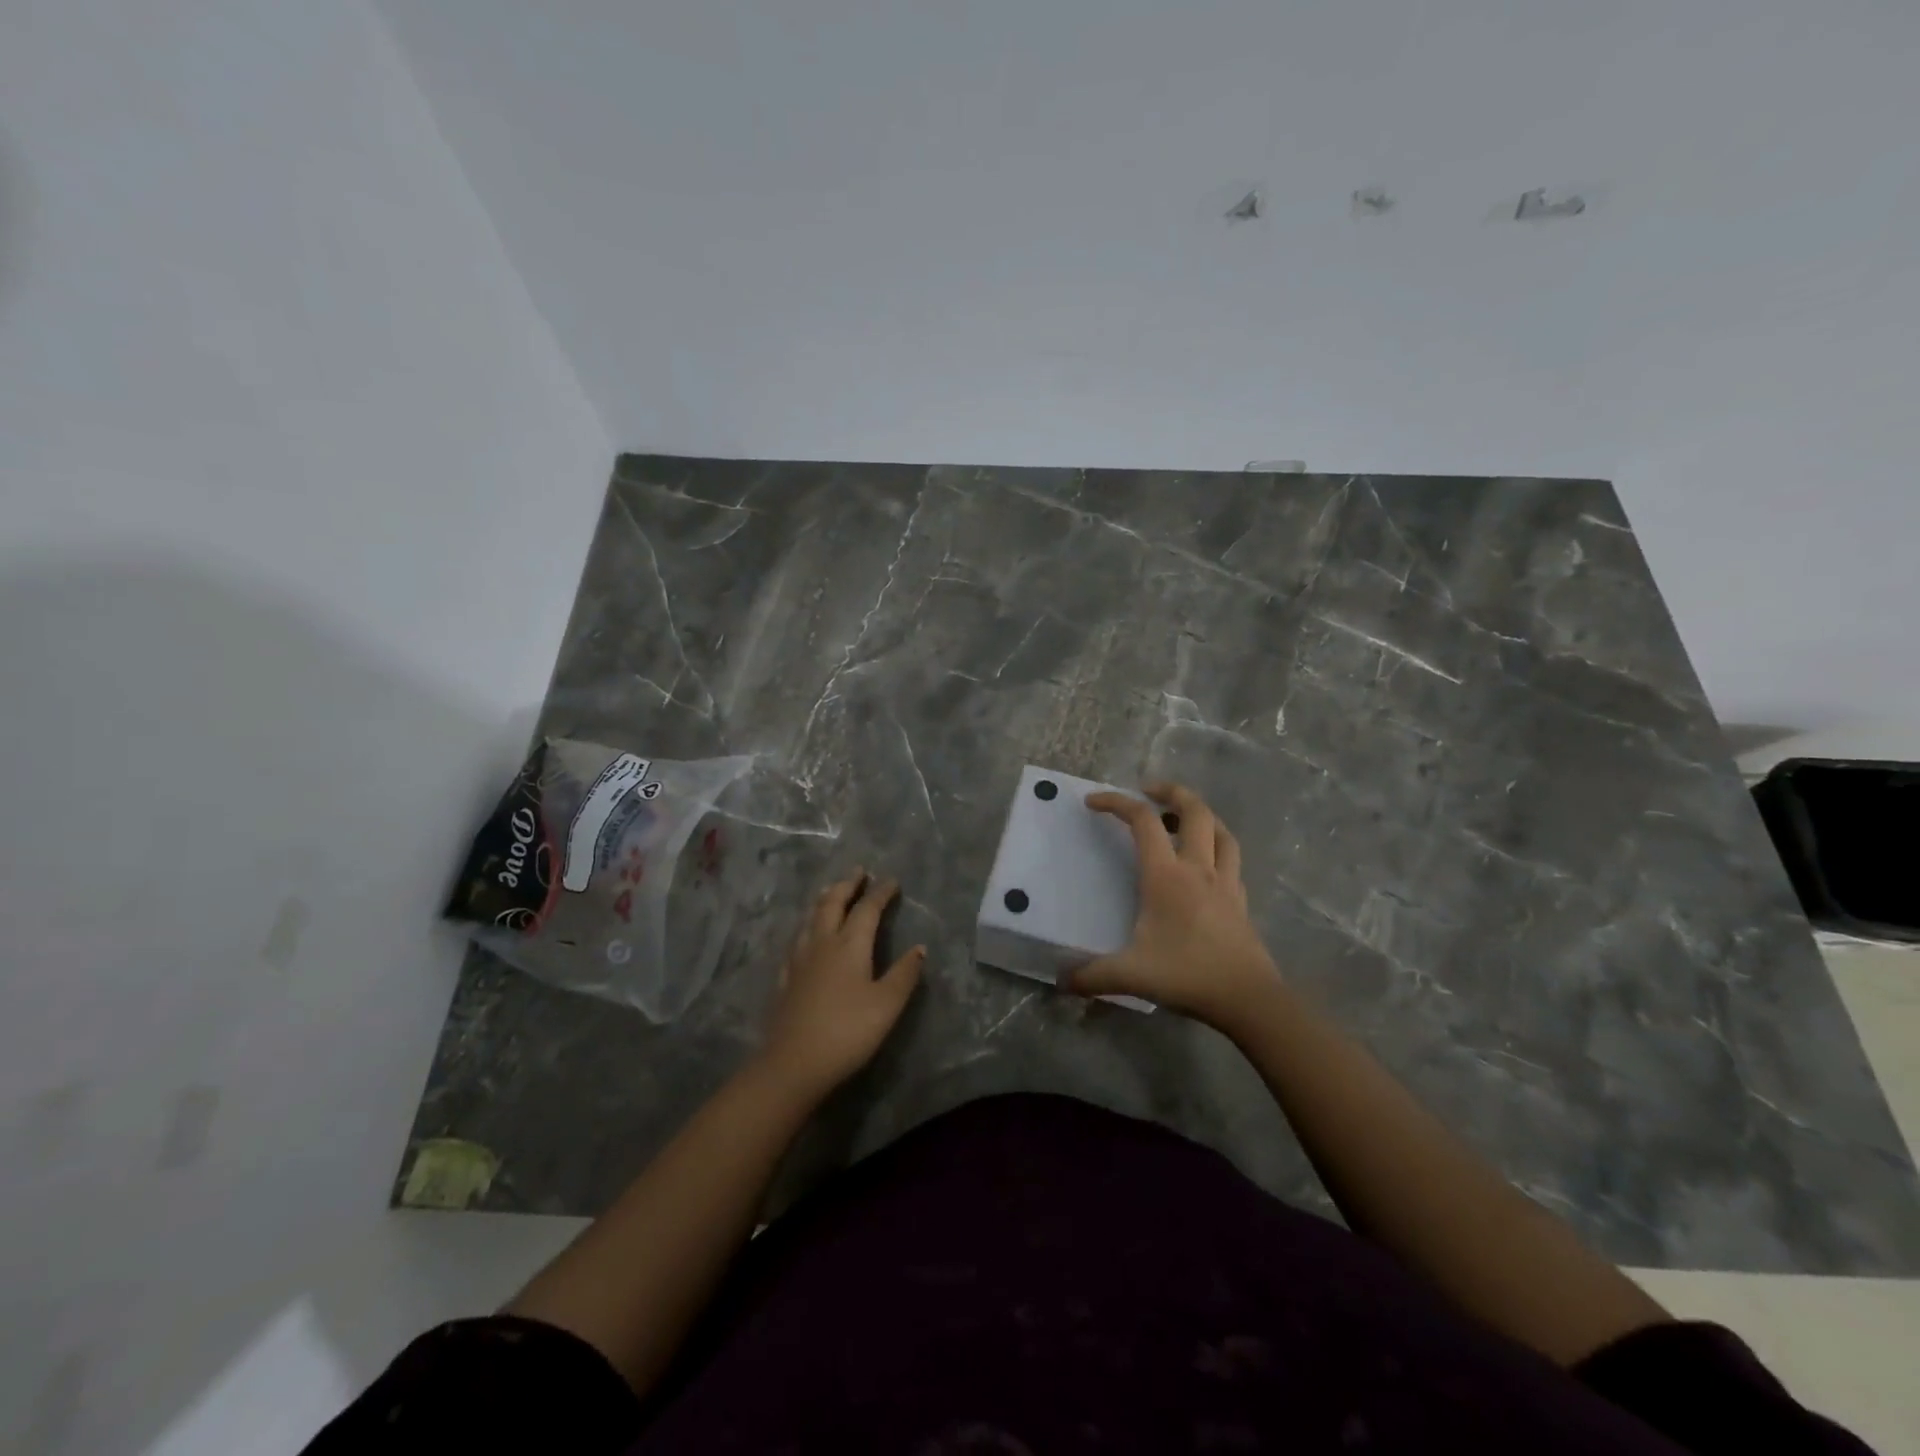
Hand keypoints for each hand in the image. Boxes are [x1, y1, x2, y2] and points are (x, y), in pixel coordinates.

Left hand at [760, 869, 923, 1097]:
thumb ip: (904, 974)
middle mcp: (823, 943)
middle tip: (858, 872)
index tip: (892, 881)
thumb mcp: (887, 1005)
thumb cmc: (847, 1031)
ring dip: (824, 899)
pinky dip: (807, 926)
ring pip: (811, 918)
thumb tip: (919, 948)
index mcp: (850, 944)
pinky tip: (806, 935)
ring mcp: (799, 959)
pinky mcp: (785, 978)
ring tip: (831, 891)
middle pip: (833, 903)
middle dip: (847, 885)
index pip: (867, 909)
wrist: (793, 1063)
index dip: (881, 893)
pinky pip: (797, 939)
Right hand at [1066, 783, 1279, 1029]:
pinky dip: (1217, 848)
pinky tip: (1205, 864)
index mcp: (1166, 876)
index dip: (1117, 803)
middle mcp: (1198, 869)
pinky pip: (1231, 860)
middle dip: (1172, 792)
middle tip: (1150, 790)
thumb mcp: (1131, 976)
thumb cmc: (1188, 975)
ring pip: (1221, 832)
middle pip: (1194, 811)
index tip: (1093, 802)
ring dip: (1201, 815)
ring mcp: (1226, 883)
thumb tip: (1061, 981)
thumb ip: (1092, 975)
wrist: (1249, 999)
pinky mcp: (1241, 902)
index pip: (1143, 822)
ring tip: (1182, 818)